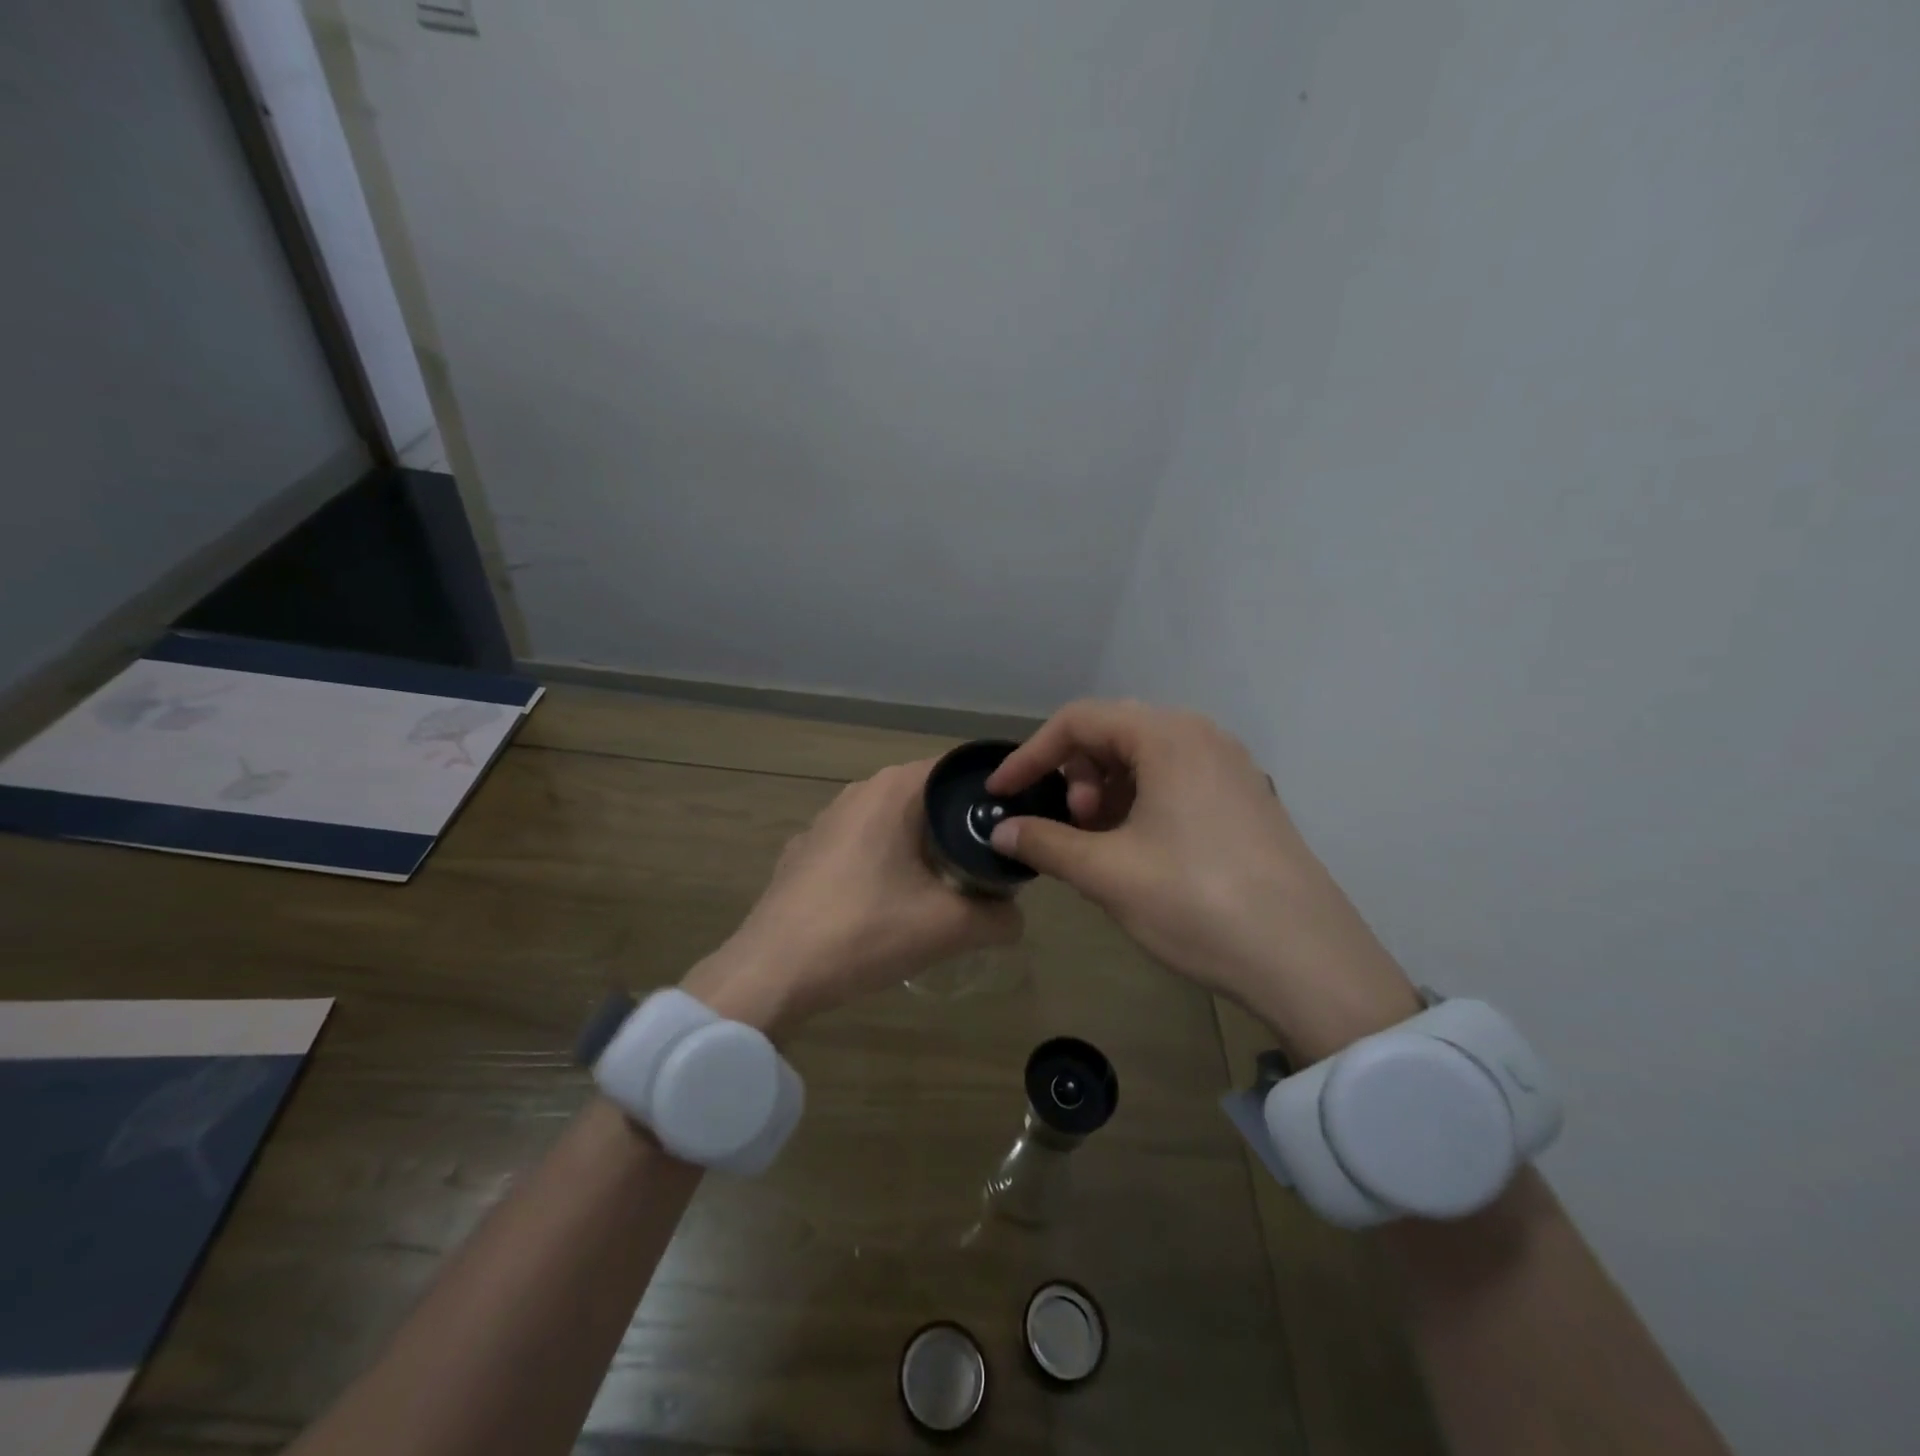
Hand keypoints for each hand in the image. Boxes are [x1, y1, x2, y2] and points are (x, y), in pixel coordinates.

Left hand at [683, 760, 1020, 1036]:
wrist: (772, 972)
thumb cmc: (864, 931)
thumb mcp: (949, 928)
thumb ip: (999, 918)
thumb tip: (1016, 917)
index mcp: (893, 790)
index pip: (958, 770)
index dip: (992, 794)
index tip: (1015, 825)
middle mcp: (858, 792)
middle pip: (927, 797)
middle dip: (960, 826)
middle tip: (990, 863)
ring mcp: (825, 821)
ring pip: (892, 822)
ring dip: (922, 847)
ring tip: (946, 886)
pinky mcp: (805, 853)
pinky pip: (862, 846)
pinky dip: (885, 864)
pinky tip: (889, 904)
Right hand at [986, 700, 1420, 1062]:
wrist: (1309, 962)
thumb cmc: (1197, 902)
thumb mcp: (1108, 873)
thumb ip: (1046, 842)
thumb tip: (1002, 830)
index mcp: (1168, 736)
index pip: (1078, 721)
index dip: (1030, 754)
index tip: (1002, 794)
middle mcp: (1203, 737)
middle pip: (1114, 732)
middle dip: (1076, 772)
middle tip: (1071, 822)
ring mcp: (1231, 768)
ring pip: (1147, 758)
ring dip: (1108, 790)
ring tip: (1101, 841)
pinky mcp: (1246, 801)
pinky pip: (1177, 781)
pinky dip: (1141, 803)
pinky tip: (1138, 850)